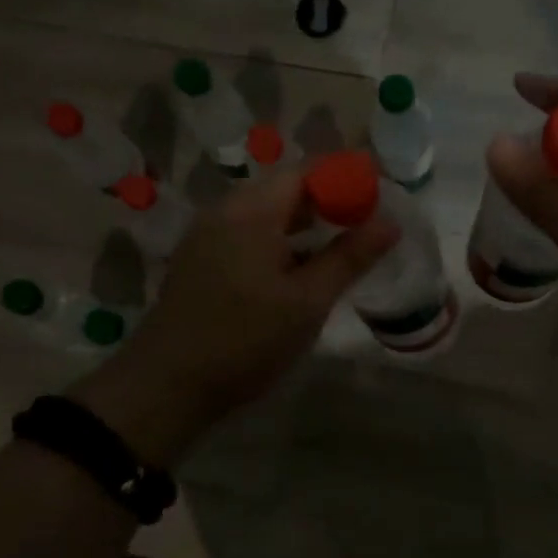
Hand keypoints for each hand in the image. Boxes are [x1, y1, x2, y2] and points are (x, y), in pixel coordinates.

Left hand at [70, 169, 398, 465]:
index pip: (305, 172)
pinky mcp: (199, 263)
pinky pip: (246, 238)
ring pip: (265, 217)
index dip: (344, 180)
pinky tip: (296, 275)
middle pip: (283, 191)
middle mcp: (224, 212)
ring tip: (338, 254)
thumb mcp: (307, 302)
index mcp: (251, 211)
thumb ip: (349, 258)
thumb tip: (390, 222)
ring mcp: (206, 237)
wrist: (167, 386)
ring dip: (302, 229)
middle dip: (326, 205)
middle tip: (364, 231)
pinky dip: (277, 245)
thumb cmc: (245, 340)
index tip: (378, 202)